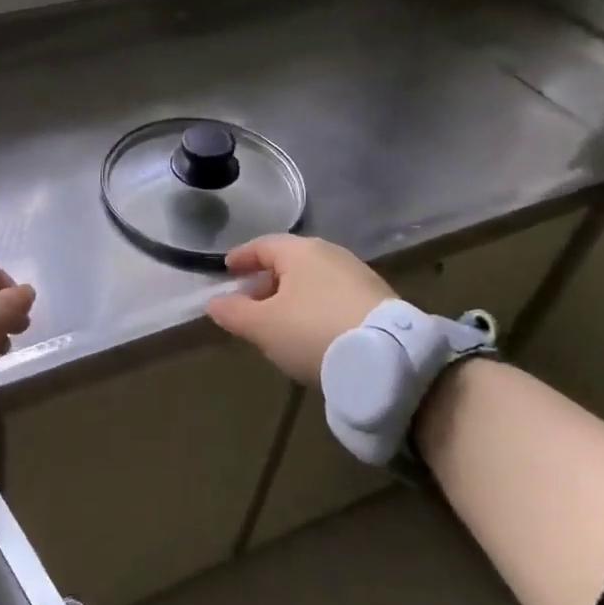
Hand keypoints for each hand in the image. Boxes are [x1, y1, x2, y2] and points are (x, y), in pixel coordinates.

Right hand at [205, 235, 389, 387]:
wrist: (389, 358)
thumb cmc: (313, 332)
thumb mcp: (263, 327)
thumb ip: (234, 313)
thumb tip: (214, 303)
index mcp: (300, 251)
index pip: (262, 245)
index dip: (242, 257)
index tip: (227, 269)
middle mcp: (330, 254)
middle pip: (289, 262)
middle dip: (267, 280)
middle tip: (250, 303)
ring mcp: (358, 275)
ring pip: (313, 280)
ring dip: (292, 296)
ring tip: (280, 321)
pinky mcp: (378, 299)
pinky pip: (334, 296)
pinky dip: (316, 307)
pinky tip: (313, 331)